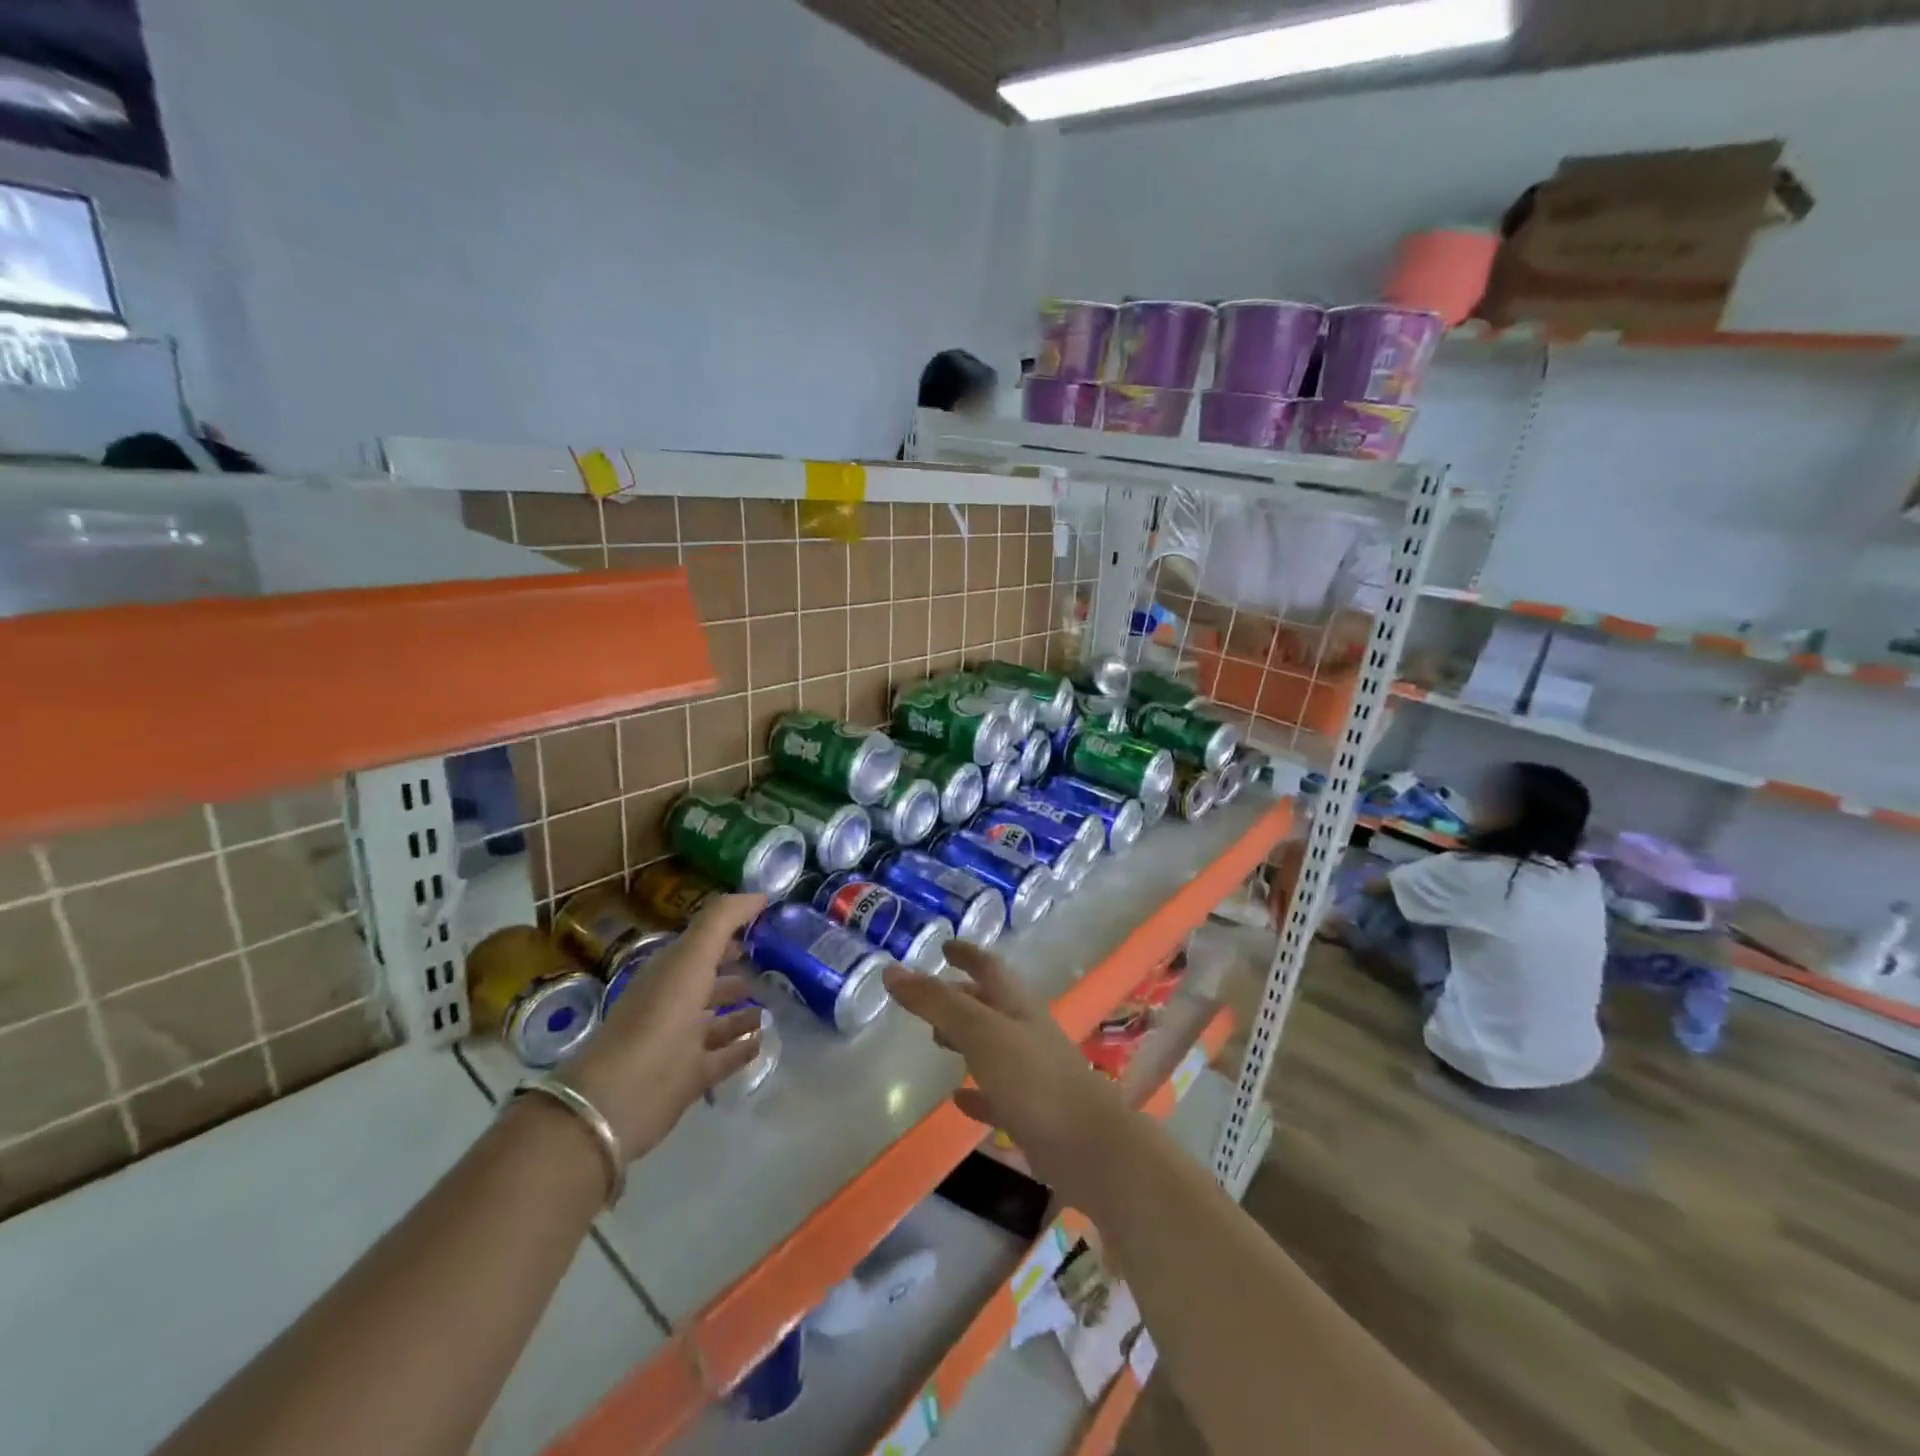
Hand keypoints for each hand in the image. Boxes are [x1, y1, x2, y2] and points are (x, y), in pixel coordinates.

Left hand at [562, 893, 765, 1160]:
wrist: (620, 1097)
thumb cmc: (659, 1016)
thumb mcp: (691, 957)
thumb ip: (722, 919)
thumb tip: (759, 894)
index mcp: (670, 971)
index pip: (703, 943)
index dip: (731, 930)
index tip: (766, 921)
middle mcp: (674, 1003)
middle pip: (709, 981)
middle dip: (736, 970)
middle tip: (774, 964)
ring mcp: (681, 1042)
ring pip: (718, 1021)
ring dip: (741, 1012)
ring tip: (771, 1006)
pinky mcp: (690, 1078)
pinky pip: (723, 1058)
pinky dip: (742, 1049)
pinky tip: (763, 1041)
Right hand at [883, 942, 1132, 1209]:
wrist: (1090, 1148)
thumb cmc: (1033, 1078)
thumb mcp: (979, 1031)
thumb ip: (936, 1002)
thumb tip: (891, 970)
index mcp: (1017, 1005)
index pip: (989, 967)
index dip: (967, 954)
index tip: (945, 946)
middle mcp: (1026, 1032)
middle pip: (990, 1005)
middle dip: (961, 997)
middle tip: (929, 999)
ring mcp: (1032, 1073)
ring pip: (993, 1046)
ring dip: (966, 1039)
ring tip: (935, 1041)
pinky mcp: (1033, 1113)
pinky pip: (997, 1093)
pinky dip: (976, 1091)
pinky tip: (958, 1099)